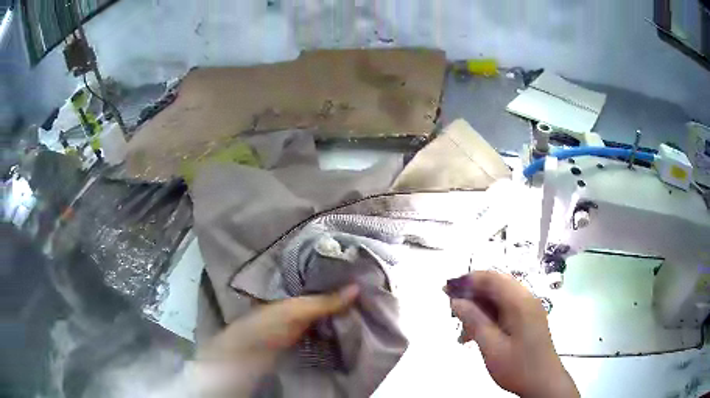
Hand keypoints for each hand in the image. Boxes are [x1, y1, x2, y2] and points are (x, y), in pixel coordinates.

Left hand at [193, 285, 358, 395]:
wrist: (246, 357)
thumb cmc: (265, 325)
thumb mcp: (294, 310)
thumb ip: (323, 301)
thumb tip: (357, 287)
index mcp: (290, 291)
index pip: (317, 278)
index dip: (336, 276)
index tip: (361, 272)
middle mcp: (295, 305)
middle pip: (323, 298)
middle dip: (343, 294)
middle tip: (372, 290)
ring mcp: (299, 324)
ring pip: (325, 314)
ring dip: (342, 312)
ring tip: (368, 305)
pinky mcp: (303, 340)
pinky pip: (324, 330)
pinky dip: (336, 327)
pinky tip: (352, 326)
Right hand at [446, 271, 578, 397]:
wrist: (543, 383)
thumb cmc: (517, 367)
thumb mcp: (491, 346)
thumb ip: (474, 320)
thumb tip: (456, 300)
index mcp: (520, 302)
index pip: (492, 278)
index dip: (467, 280)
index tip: (446, 289)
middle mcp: (526, 299)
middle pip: (495, 285)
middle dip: (471, 293)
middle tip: (450, 307)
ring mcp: (529, 309)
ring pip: (499, 298)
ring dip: (479, 307)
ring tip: (461, 326)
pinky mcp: (528, 319)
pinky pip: (505, 309)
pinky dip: (488, 316)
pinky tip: (475, 333)